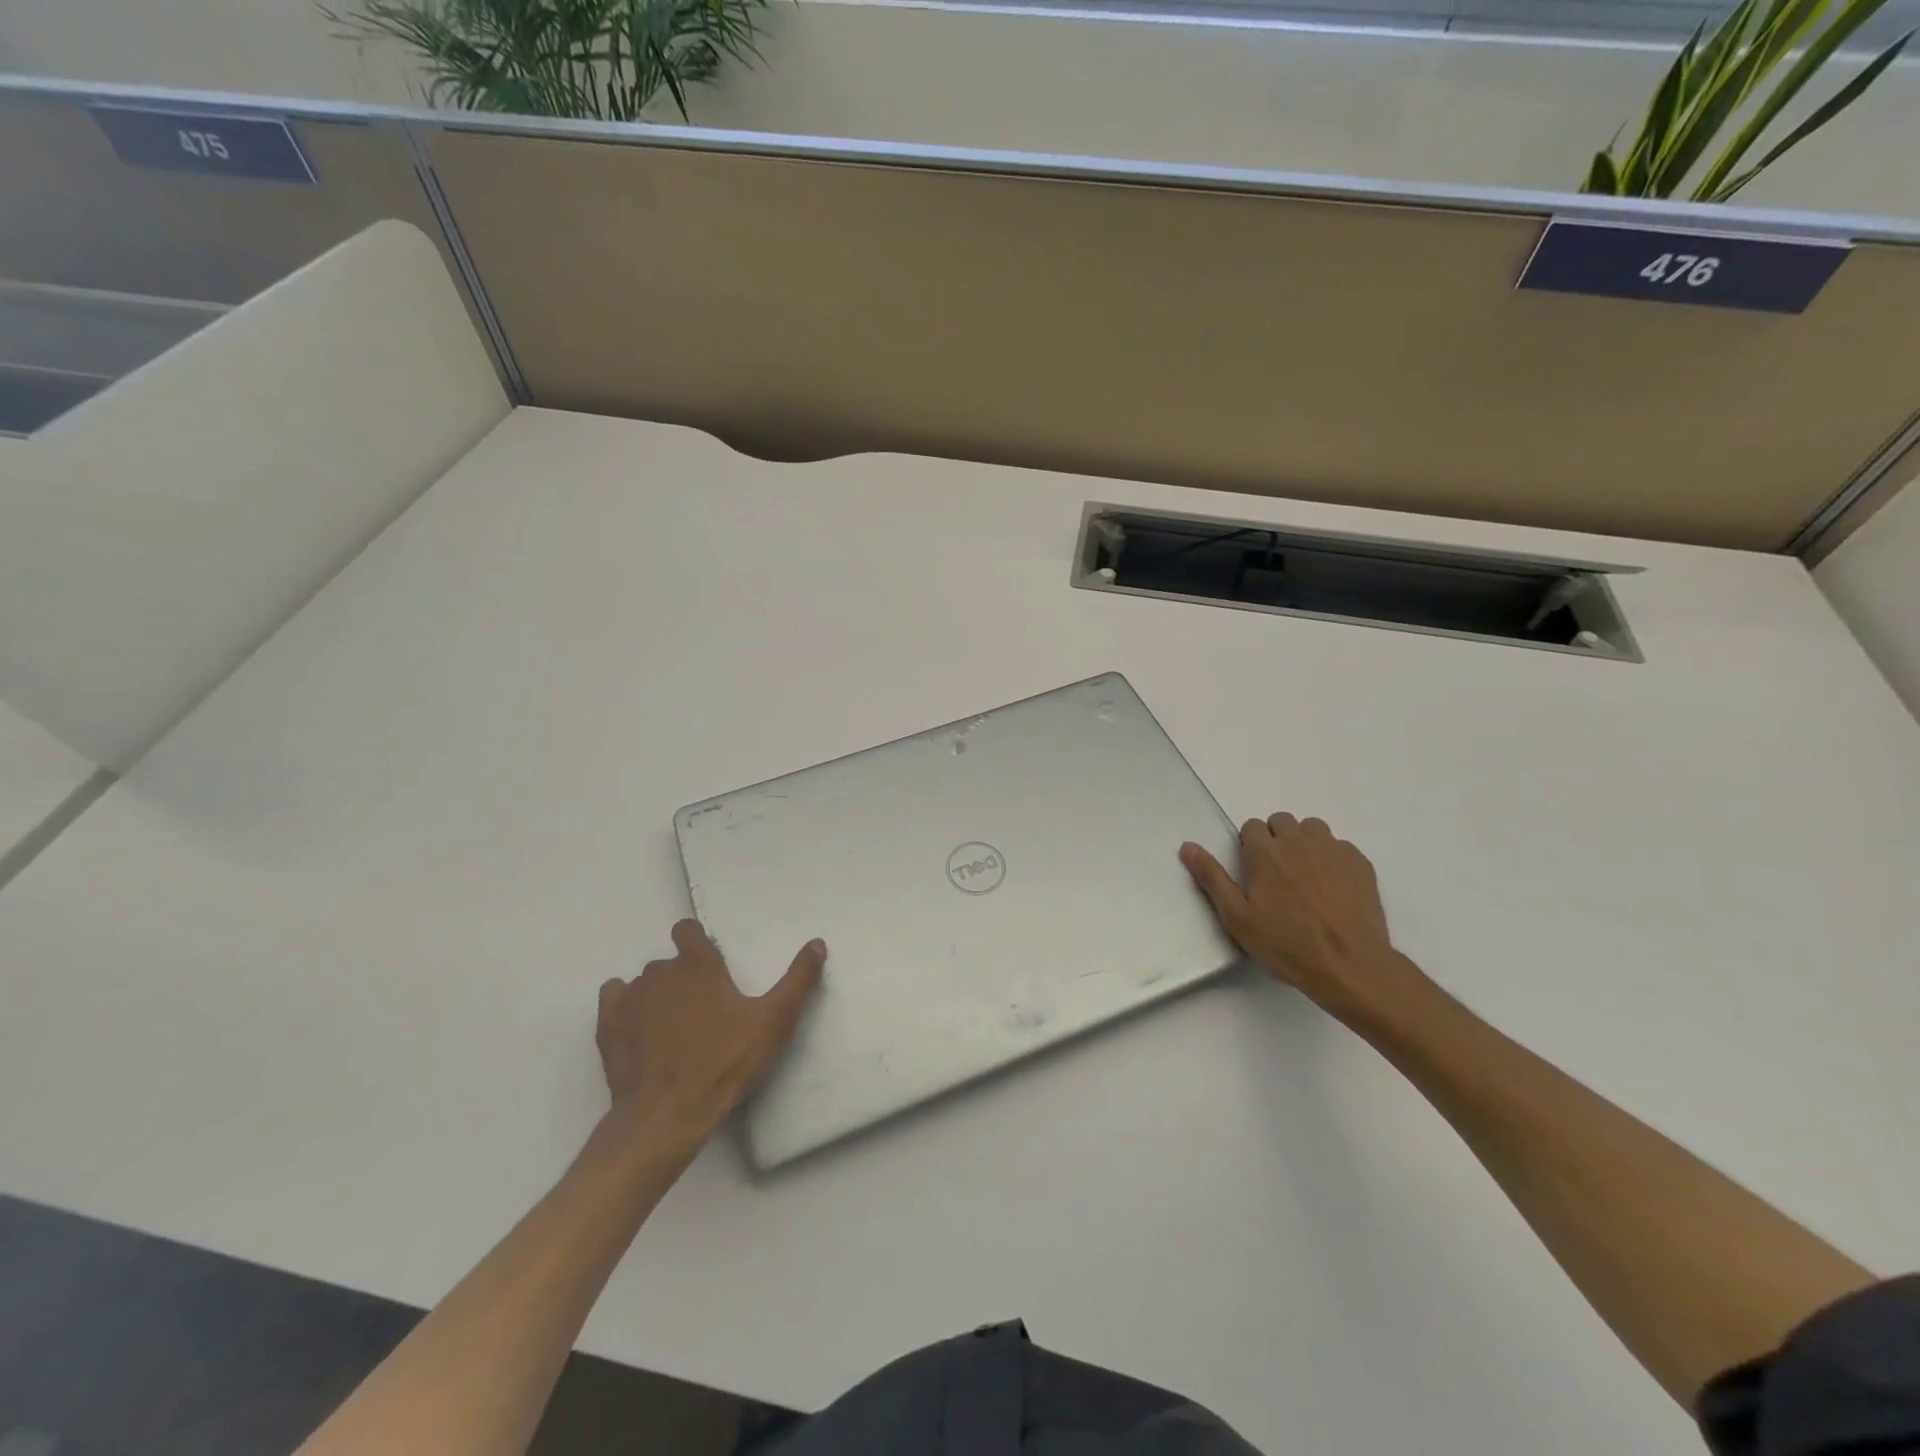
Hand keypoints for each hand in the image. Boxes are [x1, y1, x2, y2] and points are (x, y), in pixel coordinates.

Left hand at [596, 919, 824, 1147]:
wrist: (667, 1115)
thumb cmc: (726, 1062)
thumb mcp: (774, 1021)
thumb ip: (798, 979)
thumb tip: (817, 943)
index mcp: (699, 965)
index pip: (687, 930)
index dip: (697, 942)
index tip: (710, 966)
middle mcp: (660, 972)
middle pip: (669, 962)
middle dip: (683, 977)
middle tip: (703, 1010)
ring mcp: (630, 999)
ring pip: (643, 982)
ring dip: (656, 995)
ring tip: (674, 1028)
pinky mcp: (608, 1028)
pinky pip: (614, 999)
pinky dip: (625, 1007)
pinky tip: (640, 1028)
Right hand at [1181, 814, 1419, 1023]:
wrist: (1348, 966)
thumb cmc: (1286, 944)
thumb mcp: (1237, 917)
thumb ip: (1212, 877)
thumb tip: (1188, 846)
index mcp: (1265, 852)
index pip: (1252, 826)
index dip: (1250, 845)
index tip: (1254, 870)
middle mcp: (1298, 841)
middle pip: (1282, 821)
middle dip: (1276, 839)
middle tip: (1278, 873)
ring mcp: (1332, 850)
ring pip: (1313, 828)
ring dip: (1305, 842)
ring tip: (1306, 876)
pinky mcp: (1359, 863)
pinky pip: (1340, 846)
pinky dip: (1332, 858)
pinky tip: (1333, 887)